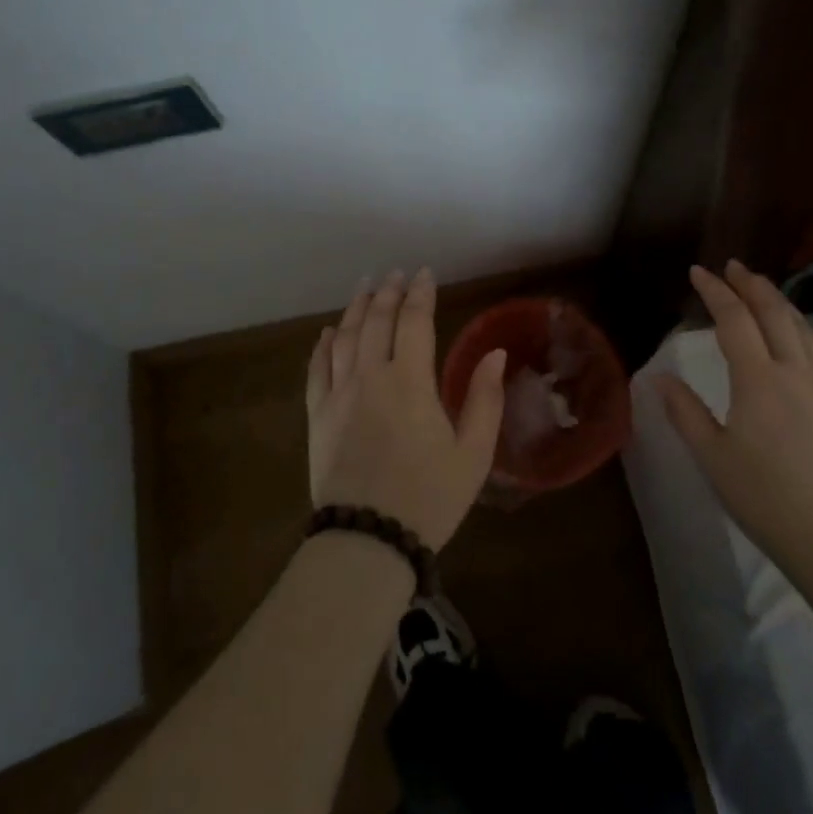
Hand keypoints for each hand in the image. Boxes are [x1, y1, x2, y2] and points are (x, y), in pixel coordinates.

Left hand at [306, 269, 507, 549]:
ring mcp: (338, 395)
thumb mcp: (473, 454)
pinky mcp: (317, 416)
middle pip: (375, 320)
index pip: (414, 320)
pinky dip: (322, 345)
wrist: (367, 540)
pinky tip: (327, 333)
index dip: (420, 292)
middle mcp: (370, 377)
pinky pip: (316, 369)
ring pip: (343, 337)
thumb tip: (496, 354)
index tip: (425, 273)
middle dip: (387, 292)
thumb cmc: (429, 498)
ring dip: (355, 308)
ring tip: (365, 287)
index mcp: (410, 381)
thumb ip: (485, 399)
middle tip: (395, 274)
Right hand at [654, 260, 812, 559]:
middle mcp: (794, 372)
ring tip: (761, 289)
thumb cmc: (761, 496)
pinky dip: (798, 325)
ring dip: (779, 300)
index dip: (715, 292)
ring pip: (802, 327)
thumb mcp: (711, 455)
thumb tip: (660, 378)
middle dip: (751, 285)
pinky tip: (792, 333)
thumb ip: (685, 411)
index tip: (698, 272)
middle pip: (774, 313)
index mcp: (759, 380)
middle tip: (732, 266)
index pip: (735, 320)